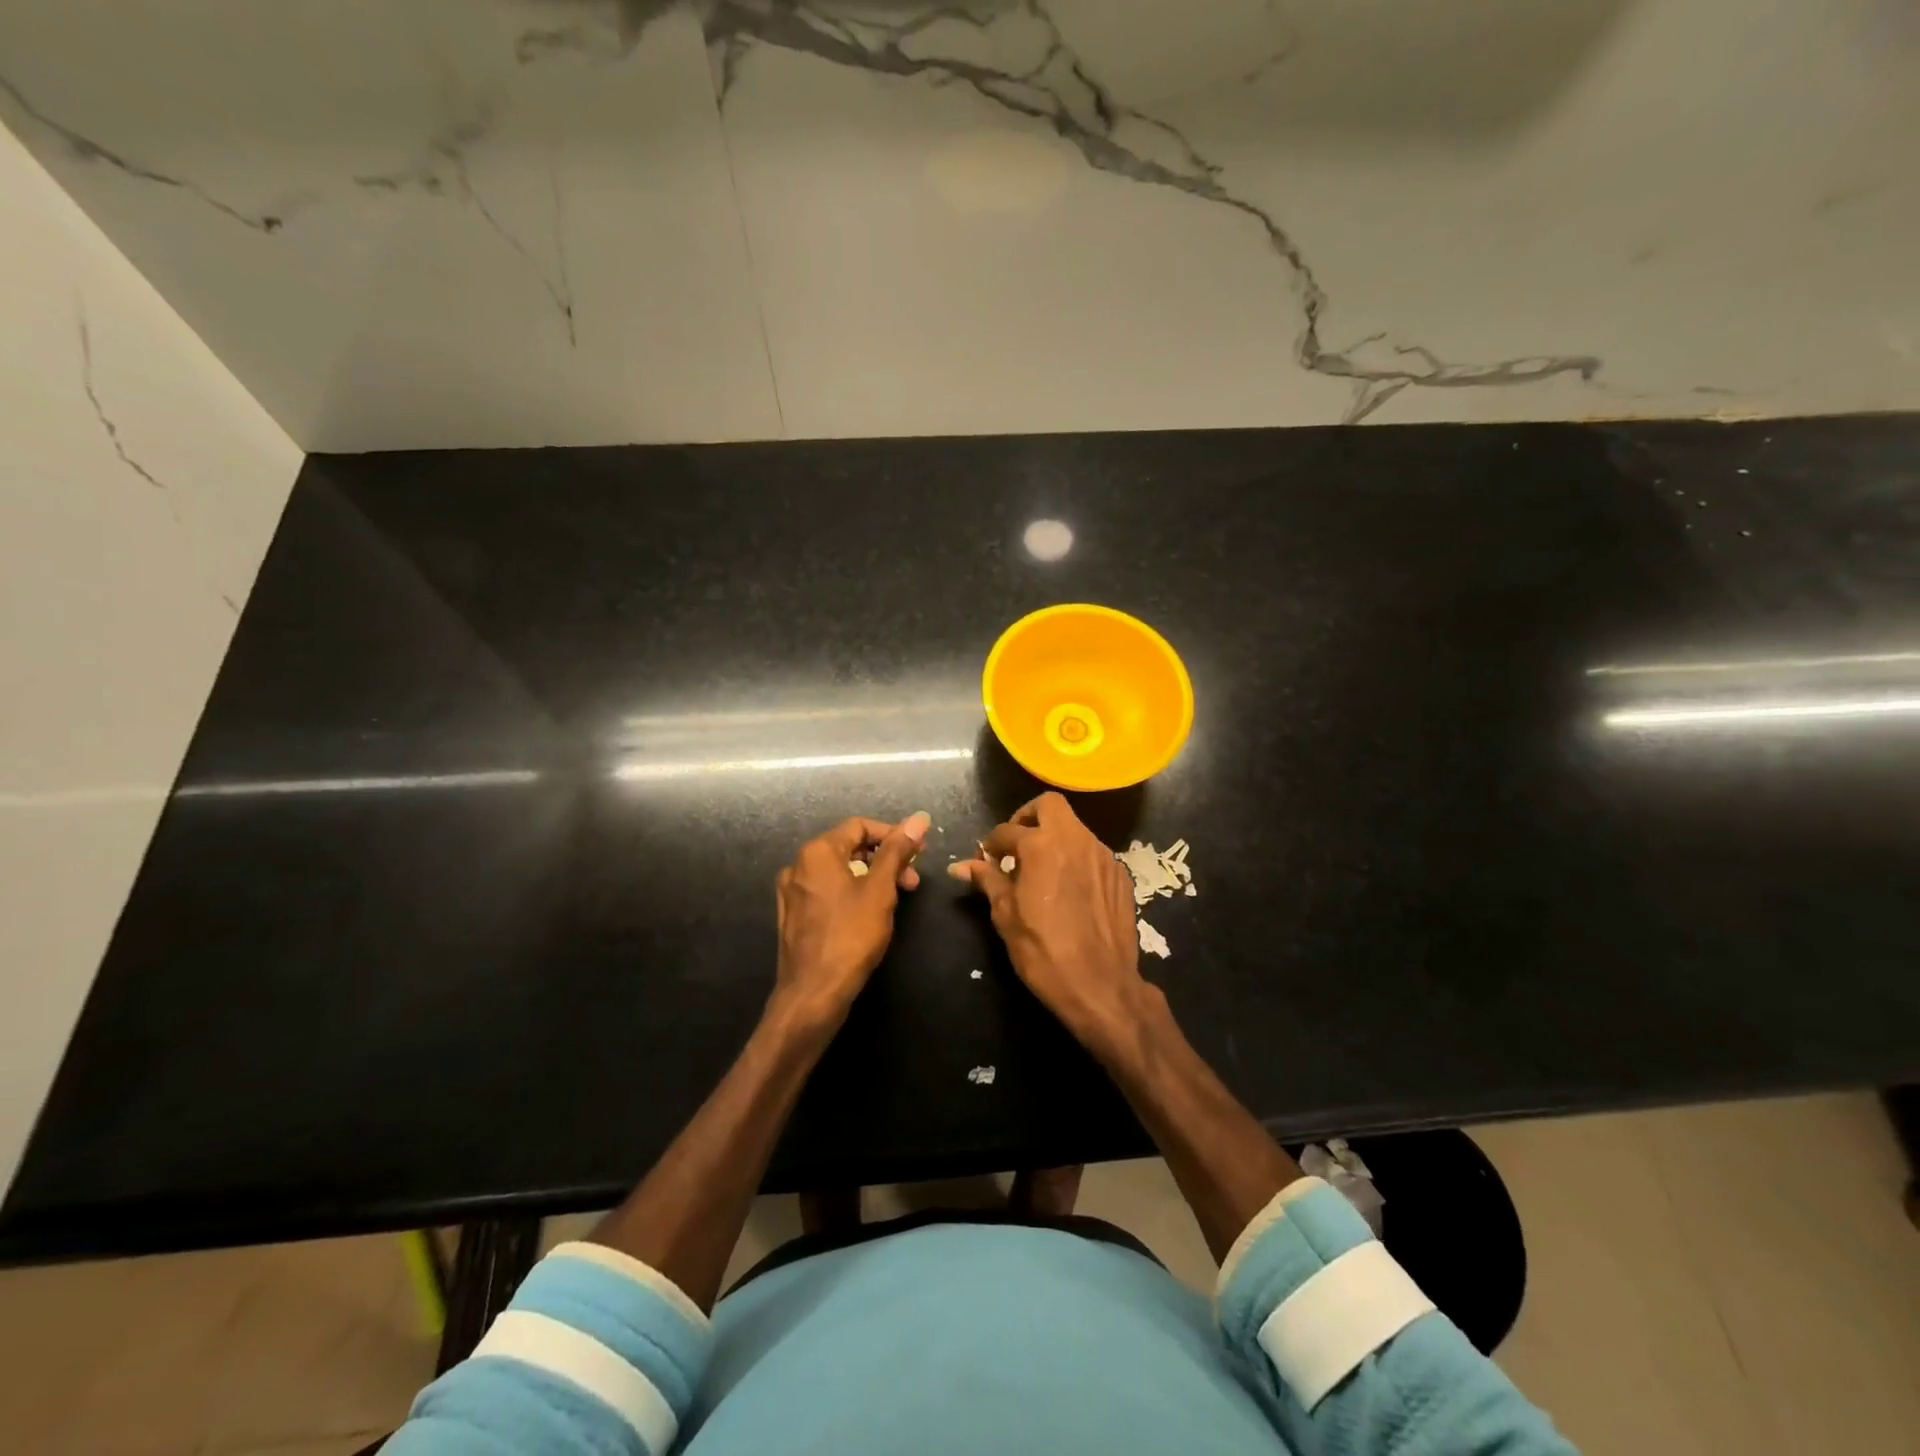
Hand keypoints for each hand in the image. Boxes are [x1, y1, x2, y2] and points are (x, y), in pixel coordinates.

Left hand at [773, 812, 929, 1029]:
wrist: (812, 994)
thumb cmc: (850, 937)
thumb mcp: (880, 890)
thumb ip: (898, 851)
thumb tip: (919, 818)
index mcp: (817, 852)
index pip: (860, 826)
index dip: (893, 834)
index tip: (918, 854)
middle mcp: (798, 865)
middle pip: (849, 847)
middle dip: (885, 859)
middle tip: (912, 881)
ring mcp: (792, 892)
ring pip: (839, 871)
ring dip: (871, 877)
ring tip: (896, 900)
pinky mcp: (793, 916)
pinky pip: (827, 891)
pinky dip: (851, 893)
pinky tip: (869, 915)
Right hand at [949, 793, 1150, 1050]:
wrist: (1101, 985)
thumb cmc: (1043, 951)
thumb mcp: (1006, 916)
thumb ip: (987, 881)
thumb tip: (961, 865)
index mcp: (1042, 846)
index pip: (1007, 830)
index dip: (992, 844)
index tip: (987, 859)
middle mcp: (1076, 840)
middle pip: (1049, 805)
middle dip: (1027, 817)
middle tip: (1016, 845)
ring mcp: (1103, 855)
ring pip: (1074, 827)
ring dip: (1054, 837)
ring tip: (1041, 870)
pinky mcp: (1120, 874)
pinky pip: (1092, 852)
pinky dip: (1076, 858)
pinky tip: (1069, 888)